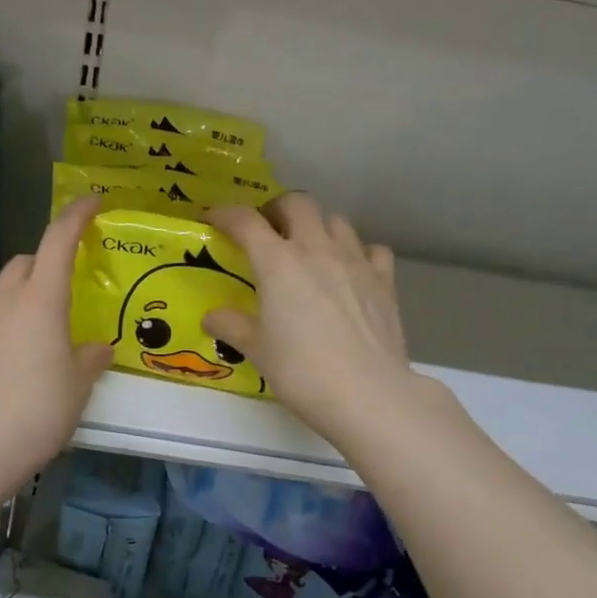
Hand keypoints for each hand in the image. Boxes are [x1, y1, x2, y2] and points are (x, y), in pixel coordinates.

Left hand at [0, 196, 113, 490]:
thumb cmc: (41, 411)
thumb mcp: (79, 385)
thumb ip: (91, 358)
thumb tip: (96, 348)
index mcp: (40, 302)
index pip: (57, 242)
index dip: (76, 216)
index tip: (92, 202)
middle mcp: (3, 302)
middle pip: (23, 262)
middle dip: (44, 262)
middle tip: (65, 288)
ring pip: (1, 291)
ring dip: (22, 295)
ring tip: (39, 330)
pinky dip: (2, 322)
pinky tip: (11, 357)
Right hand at [204, 195, 420, 446]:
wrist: (367, 394)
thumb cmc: (302, 372)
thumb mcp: (257, 351)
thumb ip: (232, 327)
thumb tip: (212, 317)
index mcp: (278, 262)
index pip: (246, 221)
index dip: (226, 214)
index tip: (213, 218)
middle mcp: (317, 250)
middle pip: (298, 204)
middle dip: (277, 209)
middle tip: (267, 230)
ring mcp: (356, 262)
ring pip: (337, 220)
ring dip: (317, 225)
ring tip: (308, 248)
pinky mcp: (385, 281)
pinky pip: (372, 250)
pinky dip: (358, 252)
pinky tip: (351, 271)